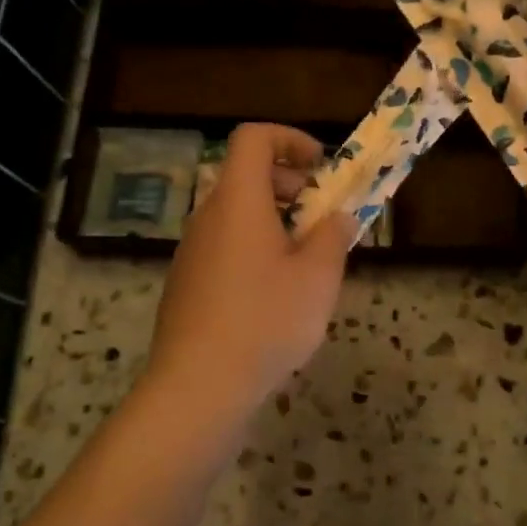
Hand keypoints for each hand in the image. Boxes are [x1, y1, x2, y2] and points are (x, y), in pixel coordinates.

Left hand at [147, 124, 357, 414]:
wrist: (197, 388)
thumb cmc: (265, 320)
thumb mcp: (318, 276)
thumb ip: (334, 235)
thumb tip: (338, 217)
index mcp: (238, 201)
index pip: (253, 138)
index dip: (290, 139)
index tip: (322, 168)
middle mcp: (208, 217)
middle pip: (247, 175)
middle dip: (292, 186)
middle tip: (324, 217)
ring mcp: (193, 252)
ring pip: (238, 215)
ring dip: (278, 222)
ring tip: (309, 262)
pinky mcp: (187, 285)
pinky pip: (227, 247)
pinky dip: (257, 250)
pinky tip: (278, 296)